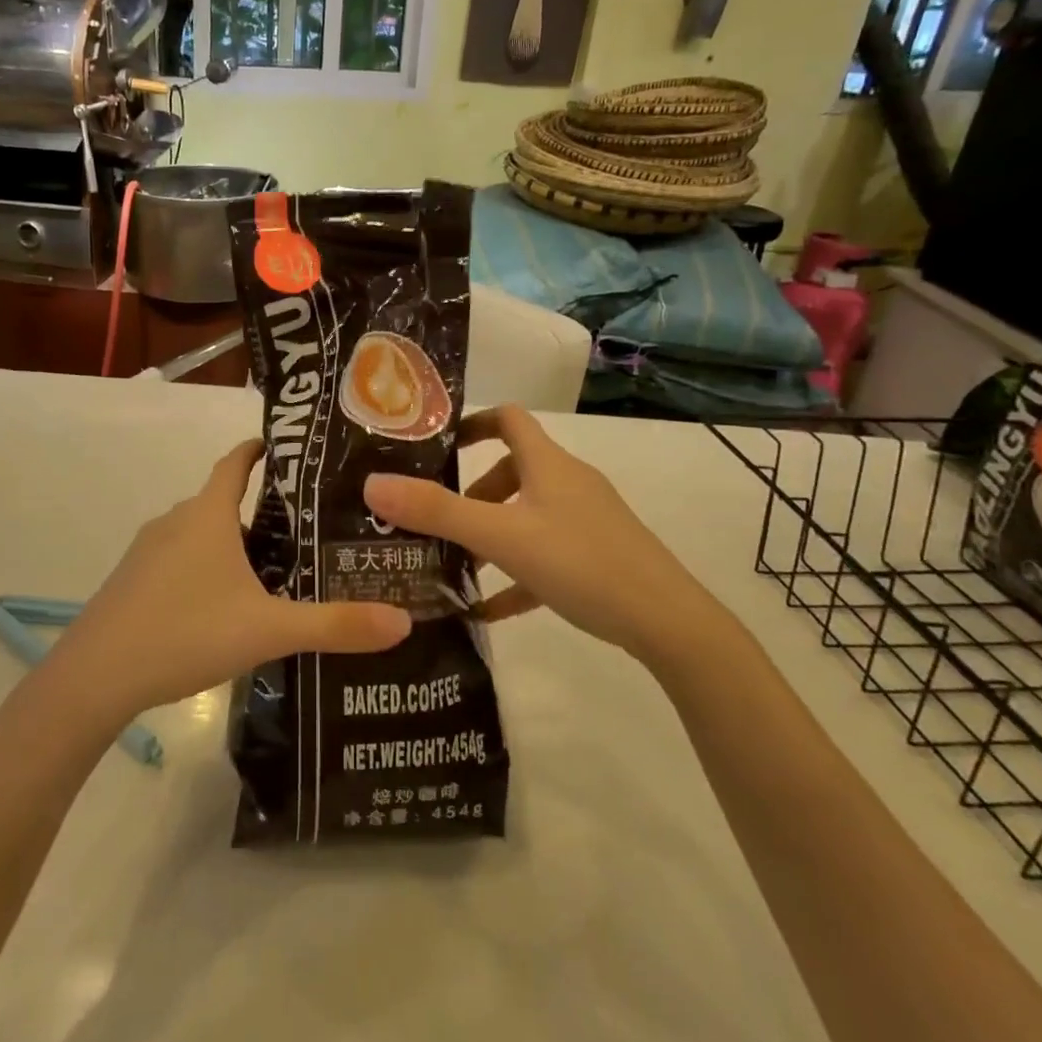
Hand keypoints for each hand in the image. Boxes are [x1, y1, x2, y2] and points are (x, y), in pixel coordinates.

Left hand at [48, 439, 411, 720]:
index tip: (291, 450)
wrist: (94, 678)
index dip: (261, 449)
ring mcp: (147, 552)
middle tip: (307, 528)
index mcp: (207, 514)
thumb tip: (403, 622)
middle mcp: (176, 521)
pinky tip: (223, 607)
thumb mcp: (269, 630)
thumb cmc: (185, 633)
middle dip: (262, 510)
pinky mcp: (132, 582)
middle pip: (223, 501)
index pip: (236, 461)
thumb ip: (336, 625)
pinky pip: (178, 561)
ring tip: (273, 571)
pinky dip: (205, 569)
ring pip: (200, 534)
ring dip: (233, 543)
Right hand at [364, 405, 725, 661]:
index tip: (437, 448)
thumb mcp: (501, 537)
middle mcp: (568, 483)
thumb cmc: (581, 562)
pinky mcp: (597, 558)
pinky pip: (545, 556)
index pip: (508, 418)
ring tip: (456, 564)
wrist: (667, 622)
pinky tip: (489, 609)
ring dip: (492, 534)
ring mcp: (587, 521)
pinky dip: (516, 573)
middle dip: (473, 492)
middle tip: (440, 519)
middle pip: (514, 469)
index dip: (472, 423)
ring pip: (527, 515)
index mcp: (548, 464)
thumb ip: (437, 512)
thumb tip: (373, 484)